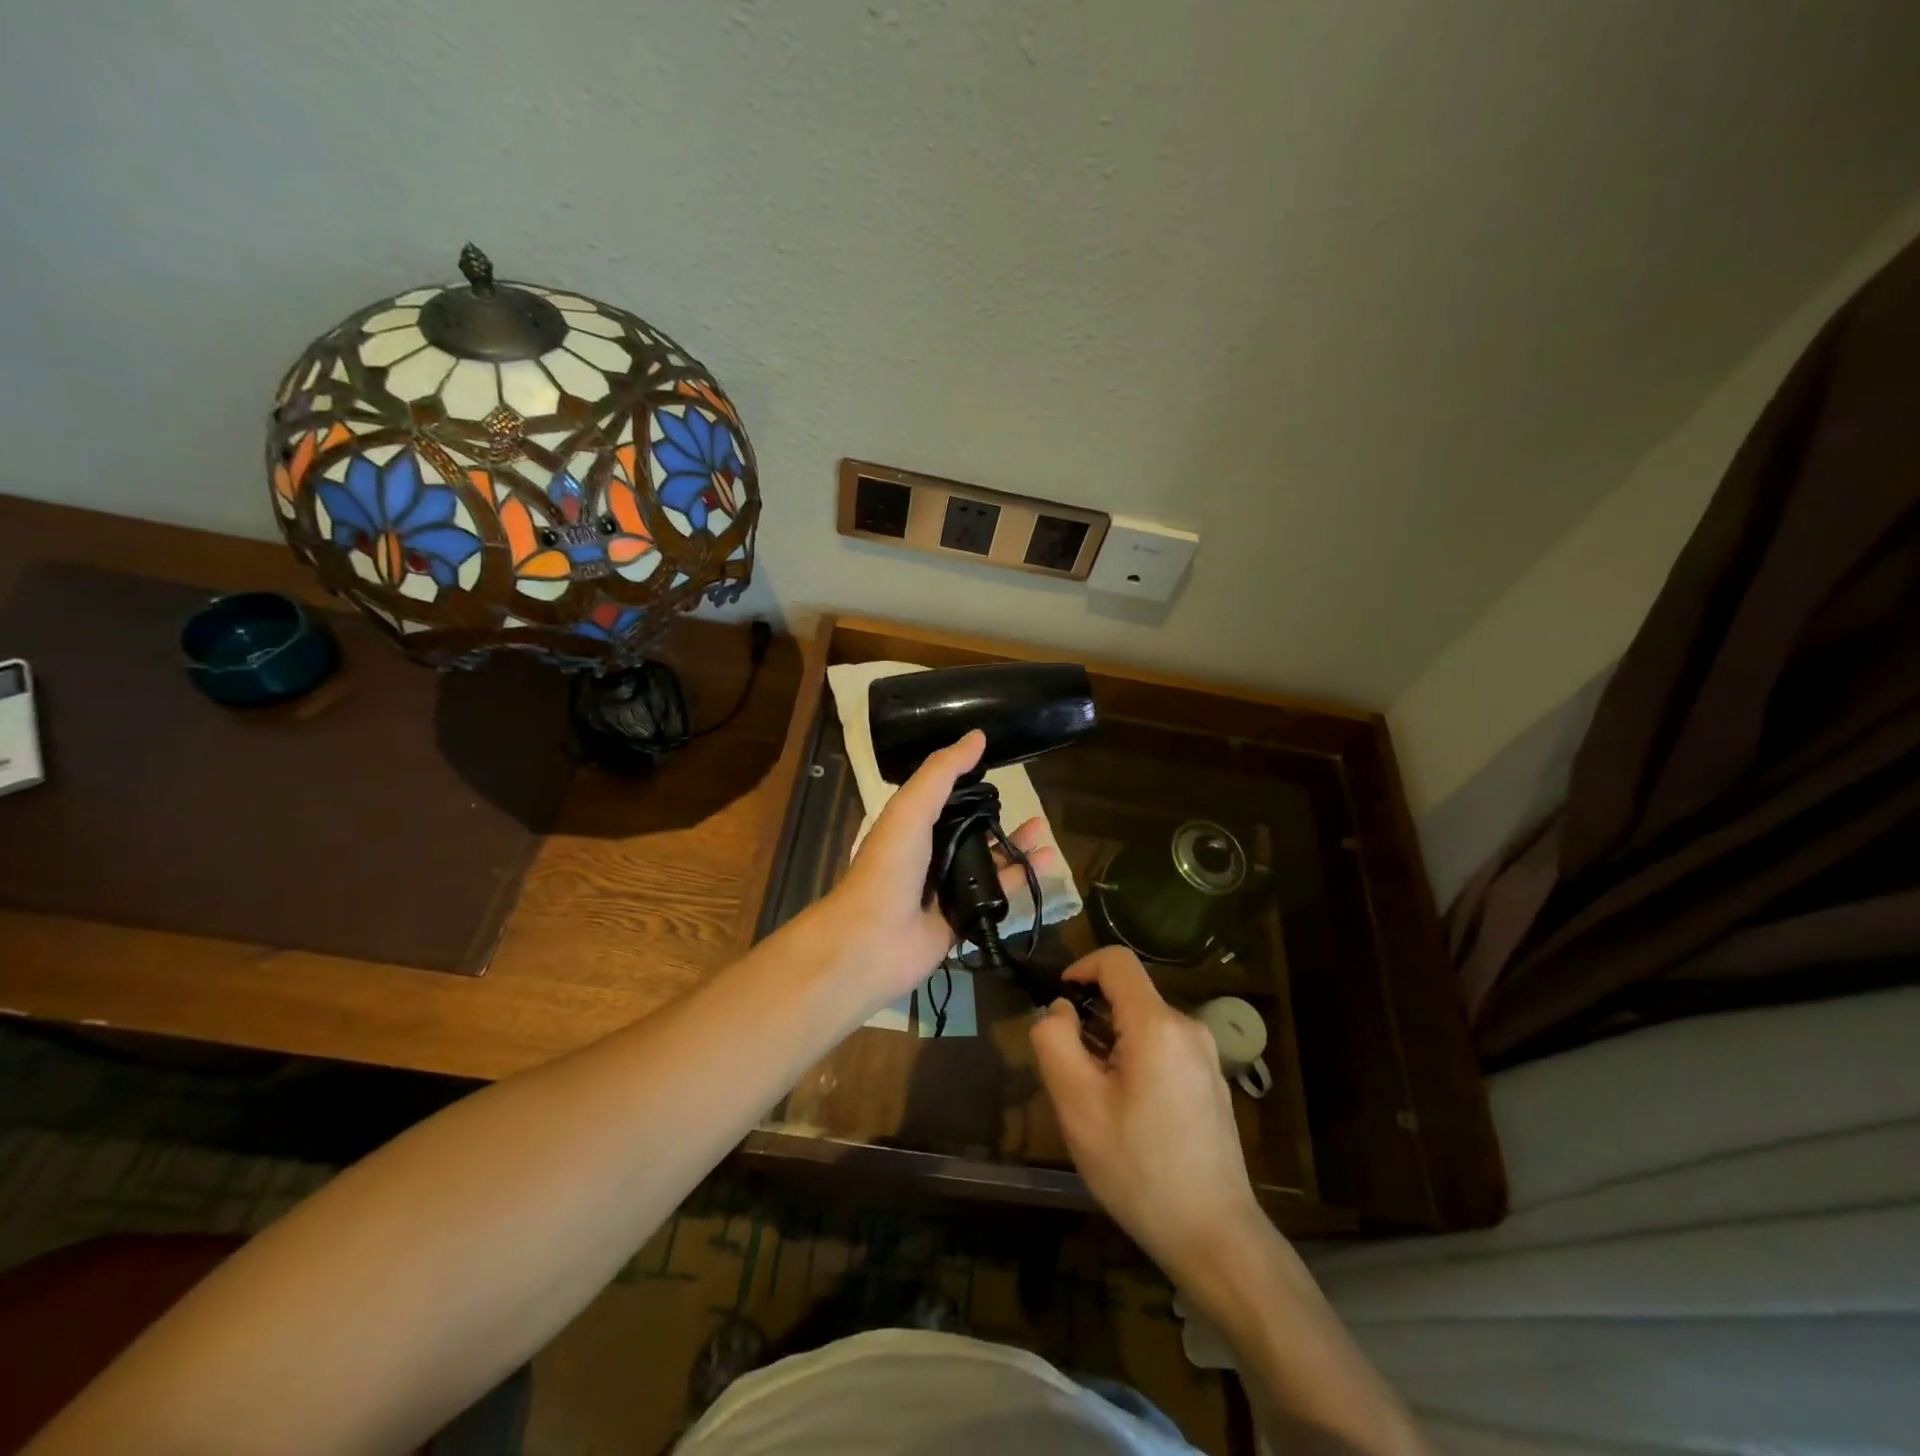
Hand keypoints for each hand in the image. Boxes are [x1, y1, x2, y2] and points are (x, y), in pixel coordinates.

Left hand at [826, 730, 1057, 1005]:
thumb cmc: (889, 866)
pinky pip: (997, 895)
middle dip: (1002, 820)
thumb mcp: (912, 808)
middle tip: (1035, 810)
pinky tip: (1045, 866)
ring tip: (1046, 834)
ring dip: (1017, 848)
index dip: (973, 784)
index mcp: (913, 825)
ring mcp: (947, 889)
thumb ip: (942, 772)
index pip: (948, 798)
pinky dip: (1021, 880)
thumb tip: (978, 736)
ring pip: (989, 863)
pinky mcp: (963, 918)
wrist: (872, 940)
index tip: (1004, 768)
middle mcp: (930, 854)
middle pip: (974, 832)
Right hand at [1031, 947, 1266, 1284]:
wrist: (1215, 1237)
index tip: (1059, 1002)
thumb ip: (1055, 1042)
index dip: (1081, 967)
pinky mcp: (1212, 1082)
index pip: (1117, 961)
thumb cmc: (1138, 1169)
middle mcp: (1188, 1028)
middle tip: (1072, 1074)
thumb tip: (1059, 1009)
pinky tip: (1131, 1117)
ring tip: (1099, 1102)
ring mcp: (1206, 1056)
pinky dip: (1136, 1061)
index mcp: (1157, 1024)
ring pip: (1144, 1025)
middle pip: (1129, 997)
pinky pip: (1164, 1049)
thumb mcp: (1077, 1105)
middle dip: (1093, 1020)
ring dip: (1112, 1045)